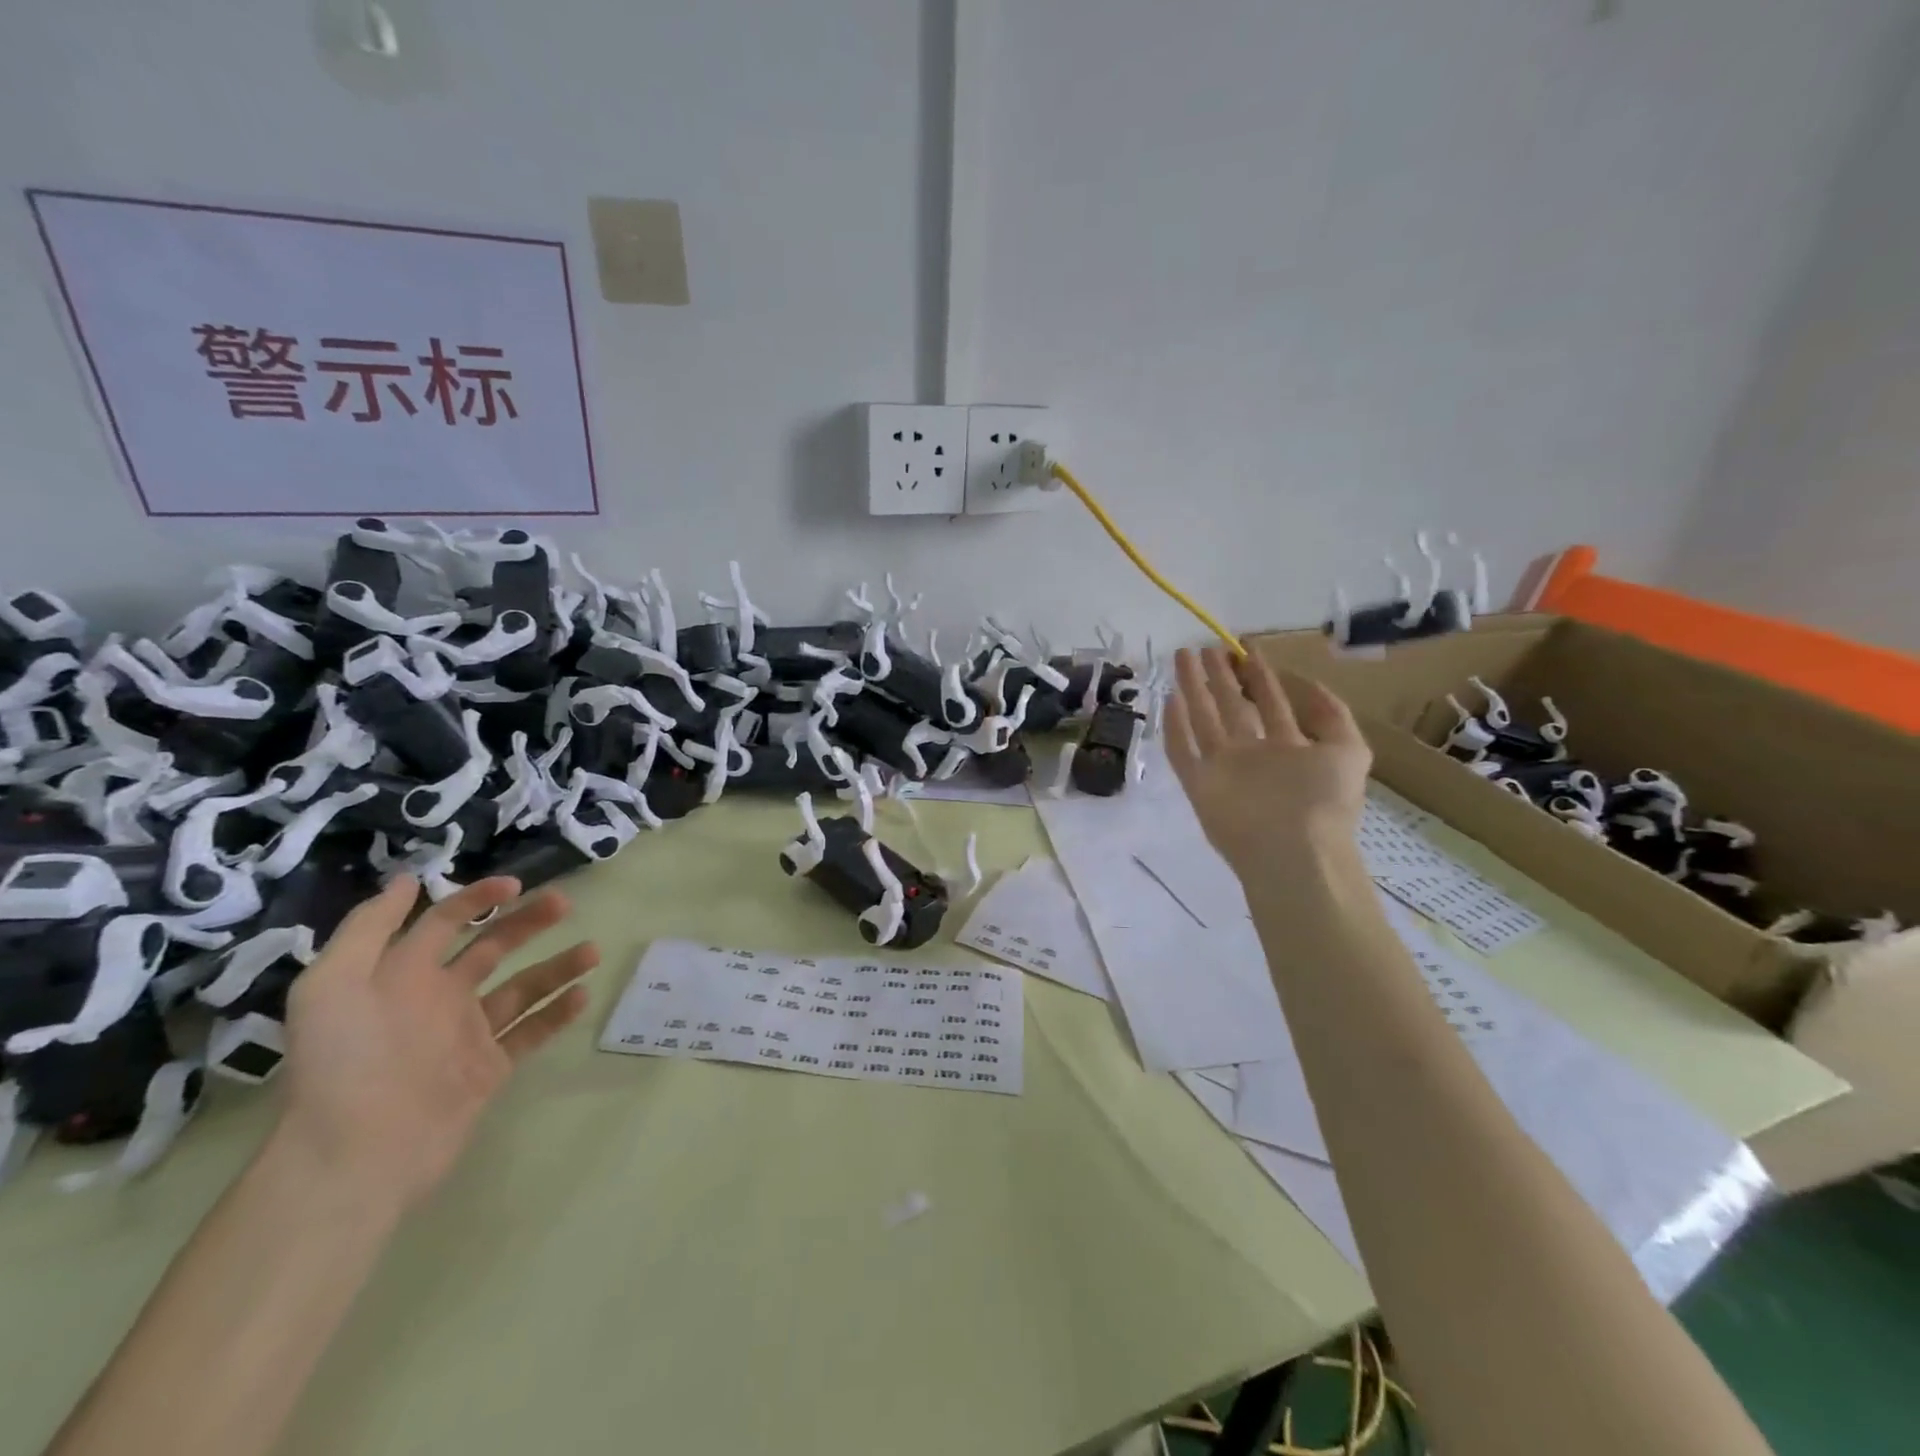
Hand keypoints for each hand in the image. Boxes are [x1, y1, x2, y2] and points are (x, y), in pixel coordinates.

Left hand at [275, 876, 597, 1210]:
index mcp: (400, 977)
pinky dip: (556, 1014)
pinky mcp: (488, 1069)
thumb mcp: (331, 986)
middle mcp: (437, 1000)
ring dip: (557, 966)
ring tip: (592, 951)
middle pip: (491, 948)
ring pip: (522, 988)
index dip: (475, 899)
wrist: (357, 1155)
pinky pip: (530, 1033)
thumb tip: (407, 881)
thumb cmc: (346, 1062)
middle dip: (527, 922)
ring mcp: (466, 1035)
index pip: (443, 923)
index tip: (515, 885)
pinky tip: (582, 996)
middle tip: (564, 902)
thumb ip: (367, 929)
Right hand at [1165, 645, 1371, 875]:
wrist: (1293, 852)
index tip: (1244, 646)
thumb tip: (1307, 683)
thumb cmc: (1323, 802)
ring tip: (1182, 657)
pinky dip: (1174, 728)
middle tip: (1206, 647)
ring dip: (1193, 690)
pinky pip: (1182, 752)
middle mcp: (1252, 755)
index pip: (1269, 702)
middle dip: (1220, 677)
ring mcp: (1222, 770)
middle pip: (1231, 707)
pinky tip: (1169, 700)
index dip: (1258, 674)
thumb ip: (1332, 716)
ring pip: (1203, 721)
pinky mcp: (1199, 785)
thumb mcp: (1349, 751)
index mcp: (1287, 748)